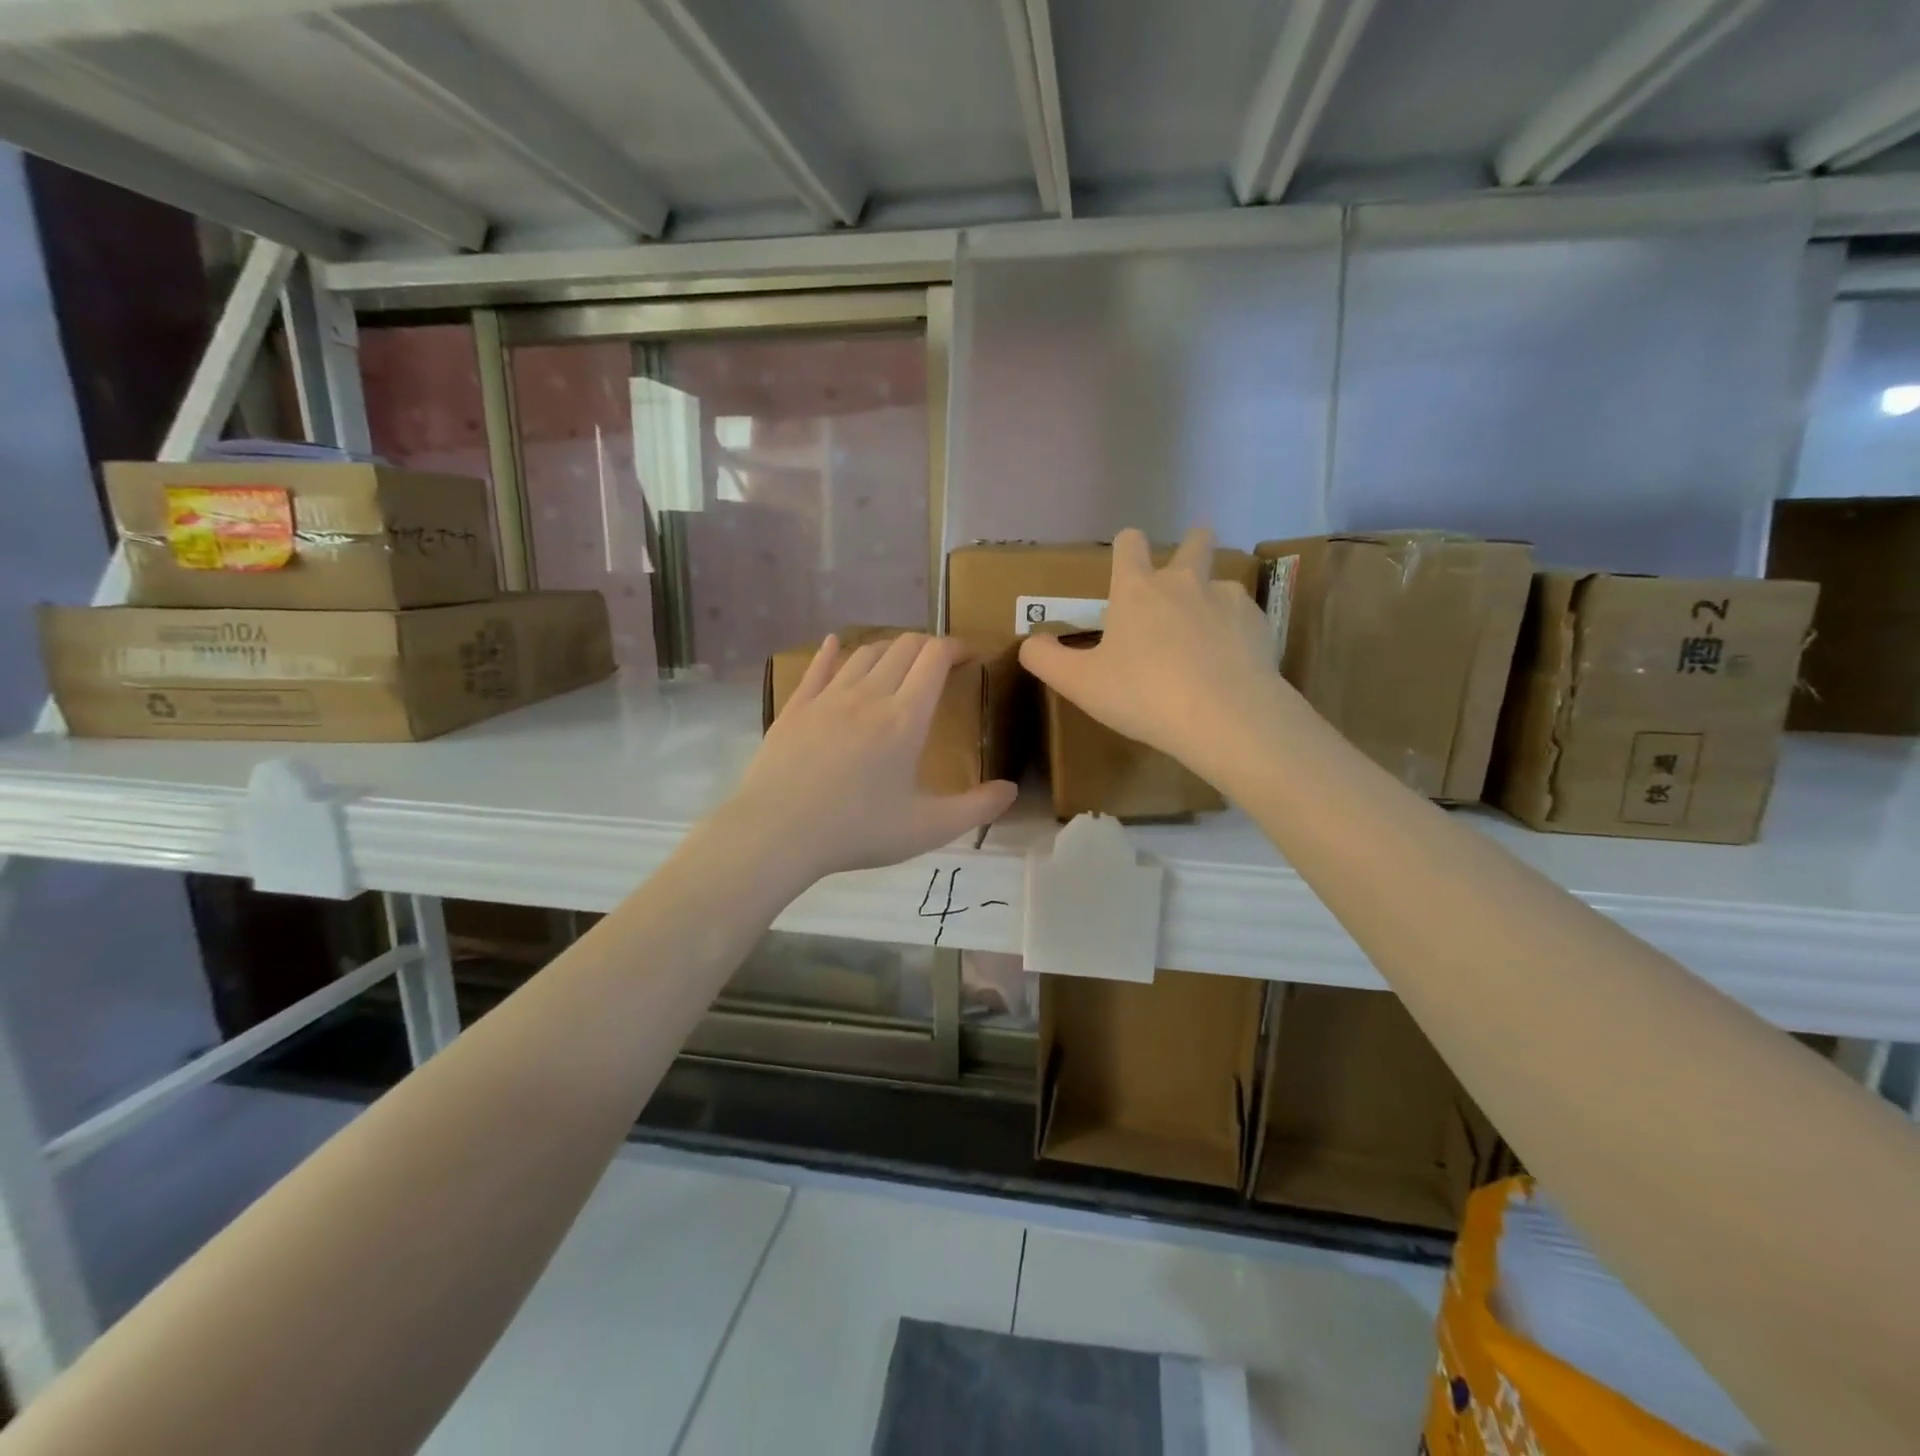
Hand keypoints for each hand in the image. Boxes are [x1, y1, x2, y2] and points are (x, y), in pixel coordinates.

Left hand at [726, 633, 1017, 881]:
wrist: (778, 833)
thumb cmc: (857, 831)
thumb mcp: (928, 828)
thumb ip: (977, 808)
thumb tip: (1011, 790)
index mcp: (905, 717)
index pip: (935, 657)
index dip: (956, 646)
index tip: (969, 656)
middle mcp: (869, 694)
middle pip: (903, 646)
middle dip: (927, 646)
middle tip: (938, 665)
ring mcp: (828, 696)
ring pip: (864, 652)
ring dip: (888, 650)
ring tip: (898, 665)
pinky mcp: (796, 707)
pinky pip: (818, 666)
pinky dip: (833, 651)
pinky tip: (836, 644)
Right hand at [1018, 527, 1285, 782]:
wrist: (1224, 717)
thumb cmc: (1142, 695)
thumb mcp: (1079, 684)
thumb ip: (1046, 659)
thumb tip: (1031, 642)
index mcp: (1137, 590)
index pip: (1129, 543)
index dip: (1126, 547)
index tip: (1127, 562)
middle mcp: (1184, 582)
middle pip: (1194, 542)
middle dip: (1190, 546)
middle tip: (1183, 572)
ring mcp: (1227, 599)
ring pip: (1220, 582)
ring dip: (1211, 599)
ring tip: (1205, 637)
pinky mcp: (1259, 624)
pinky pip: (1243, 617)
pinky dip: (1235, 632)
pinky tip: (1229, 663)